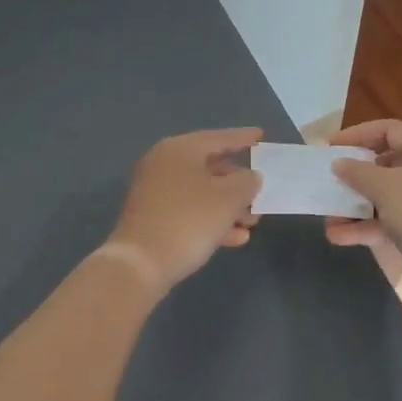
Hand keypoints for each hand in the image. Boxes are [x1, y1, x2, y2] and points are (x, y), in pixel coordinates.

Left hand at [108, 128, 262, 292]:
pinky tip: (236, 238)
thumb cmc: (189, 221)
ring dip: (229, 206)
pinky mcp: (152, 218)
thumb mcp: (228, 199)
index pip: (218, 138)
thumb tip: (250, 176)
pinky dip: (212, 220)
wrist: (140, 265)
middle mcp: (163, 164)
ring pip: (201, 192)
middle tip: (260, 191)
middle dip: (238, 182)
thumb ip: (246, 182)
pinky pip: (189, 211)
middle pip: (209, 166)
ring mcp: (155, 192)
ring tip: (252, 222)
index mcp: (179, 149)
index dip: (242, 137)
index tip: (261, 135)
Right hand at [323, 119, 401, 270]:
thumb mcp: (385, 188)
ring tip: (329, 220)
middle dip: (355, 177)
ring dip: (357, 207)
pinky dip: (370, 227)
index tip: (332, 147)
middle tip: (332, 182)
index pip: (390, 129)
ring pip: (388, 197)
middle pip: (388, 165)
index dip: (359, 134)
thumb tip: (340, 163)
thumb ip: (358, 172)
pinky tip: (341, 238)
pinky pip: (394, 221)